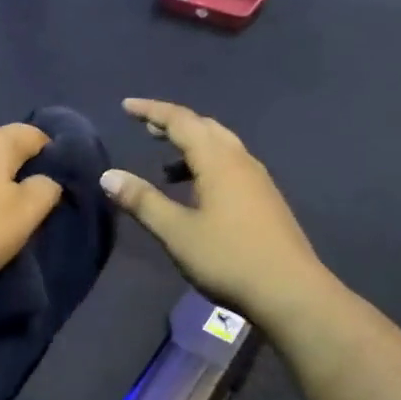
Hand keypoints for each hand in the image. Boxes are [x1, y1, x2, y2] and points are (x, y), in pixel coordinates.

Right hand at [99, 98, 324, 317]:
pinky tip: (198, 192)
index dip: (152, 111)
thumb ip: (143, 201)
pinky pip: (231, 165)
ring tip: (167, 164)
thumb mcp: (176, 232)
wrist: (291, 292)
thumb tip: (108, 176)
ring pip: (221, 146)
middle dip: (173, 124)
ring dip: (192, 145)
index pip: (180, 121)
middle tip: (147, 129)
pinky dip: (207, 164)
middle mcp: (240, 161)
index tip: (127, 107)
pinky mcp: (266, 199)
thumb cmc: (228, 258)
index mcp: (217, 160)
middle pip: (204, 127)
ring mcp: (258, 180)